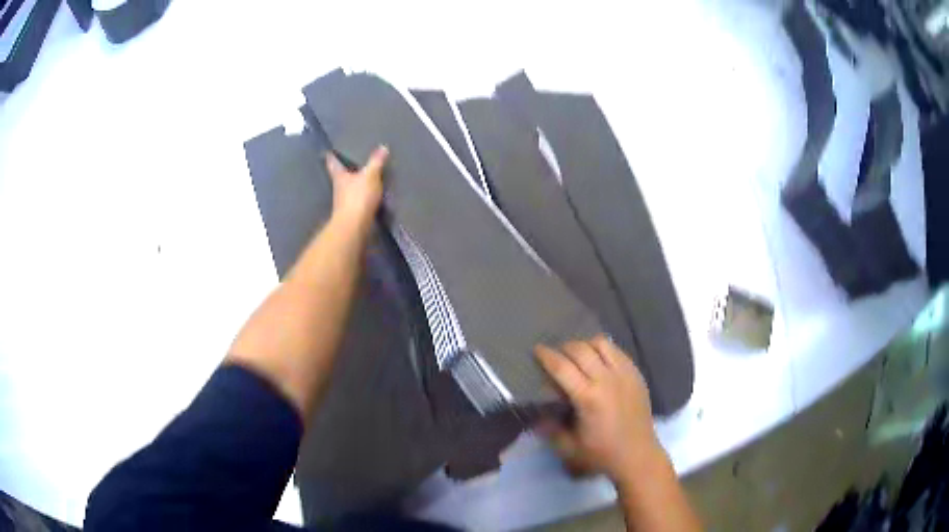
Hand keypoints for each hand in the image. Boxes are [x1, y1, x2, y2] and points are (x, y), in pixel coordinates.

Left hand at [326, 146, 387, 230]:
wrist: (354, 227)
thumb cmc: (358, 197)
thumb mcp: (370, 176)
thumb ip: (376, 162)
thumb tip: (382, 146)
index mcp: (340, 177)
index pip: (333, 163)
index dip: (331, 157)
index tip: (328, 152)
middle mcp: (338, 188)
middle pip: (339, 177)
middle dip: (343, 171)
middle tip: (348, 163)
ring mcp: (343, 203)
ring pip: (347, 189)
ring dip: (352, 185)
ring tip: (361, 178)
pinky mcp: (351, 214)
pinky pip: (356, 201)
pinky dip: (360, 197)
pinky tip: (368, 196)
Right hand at [535, 336, 662, 483]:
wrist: (638, 456)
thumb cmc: (601, 454)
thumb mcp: (568, 447)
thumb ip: (549, 428)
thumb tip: (536, 413)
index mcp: (588, 397)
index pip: (562, 367)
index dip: (546, 356)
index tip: (537, 349)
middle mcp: (607, 380)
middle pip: (581, 349)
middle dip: (564, 347)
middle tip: (555, 354)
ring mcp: (625, 374)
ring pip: (602, 344)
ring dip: (585, 345)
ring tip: (578, 355)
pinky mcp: (636, 374)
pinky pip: (618, 351)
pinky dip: (604, 350)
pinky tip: (599, 361)